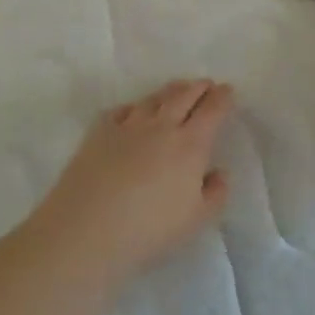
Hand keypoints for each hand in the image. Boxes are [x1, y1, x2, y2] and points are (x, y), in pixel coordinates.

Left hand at [30, 79, 234, 289]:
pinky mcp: (99, 132)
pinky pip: (122, 110)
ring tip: (176, 91)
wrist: (86, 230)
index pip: (212, 110)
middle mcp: (162, 126)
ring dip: (170, 91)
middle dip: (199, 86)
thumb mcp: (196, 220)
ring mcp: (128, 126)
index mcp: (191, 145)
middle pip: (184, 95)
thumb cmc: (149, 229)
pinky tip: (134, 112)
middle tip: (206, 84)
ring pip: (154, 98)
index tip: (227, 90)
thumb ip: (215, 194)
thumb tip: (219, 173)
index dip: (222, 97)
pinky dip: (135, 107)